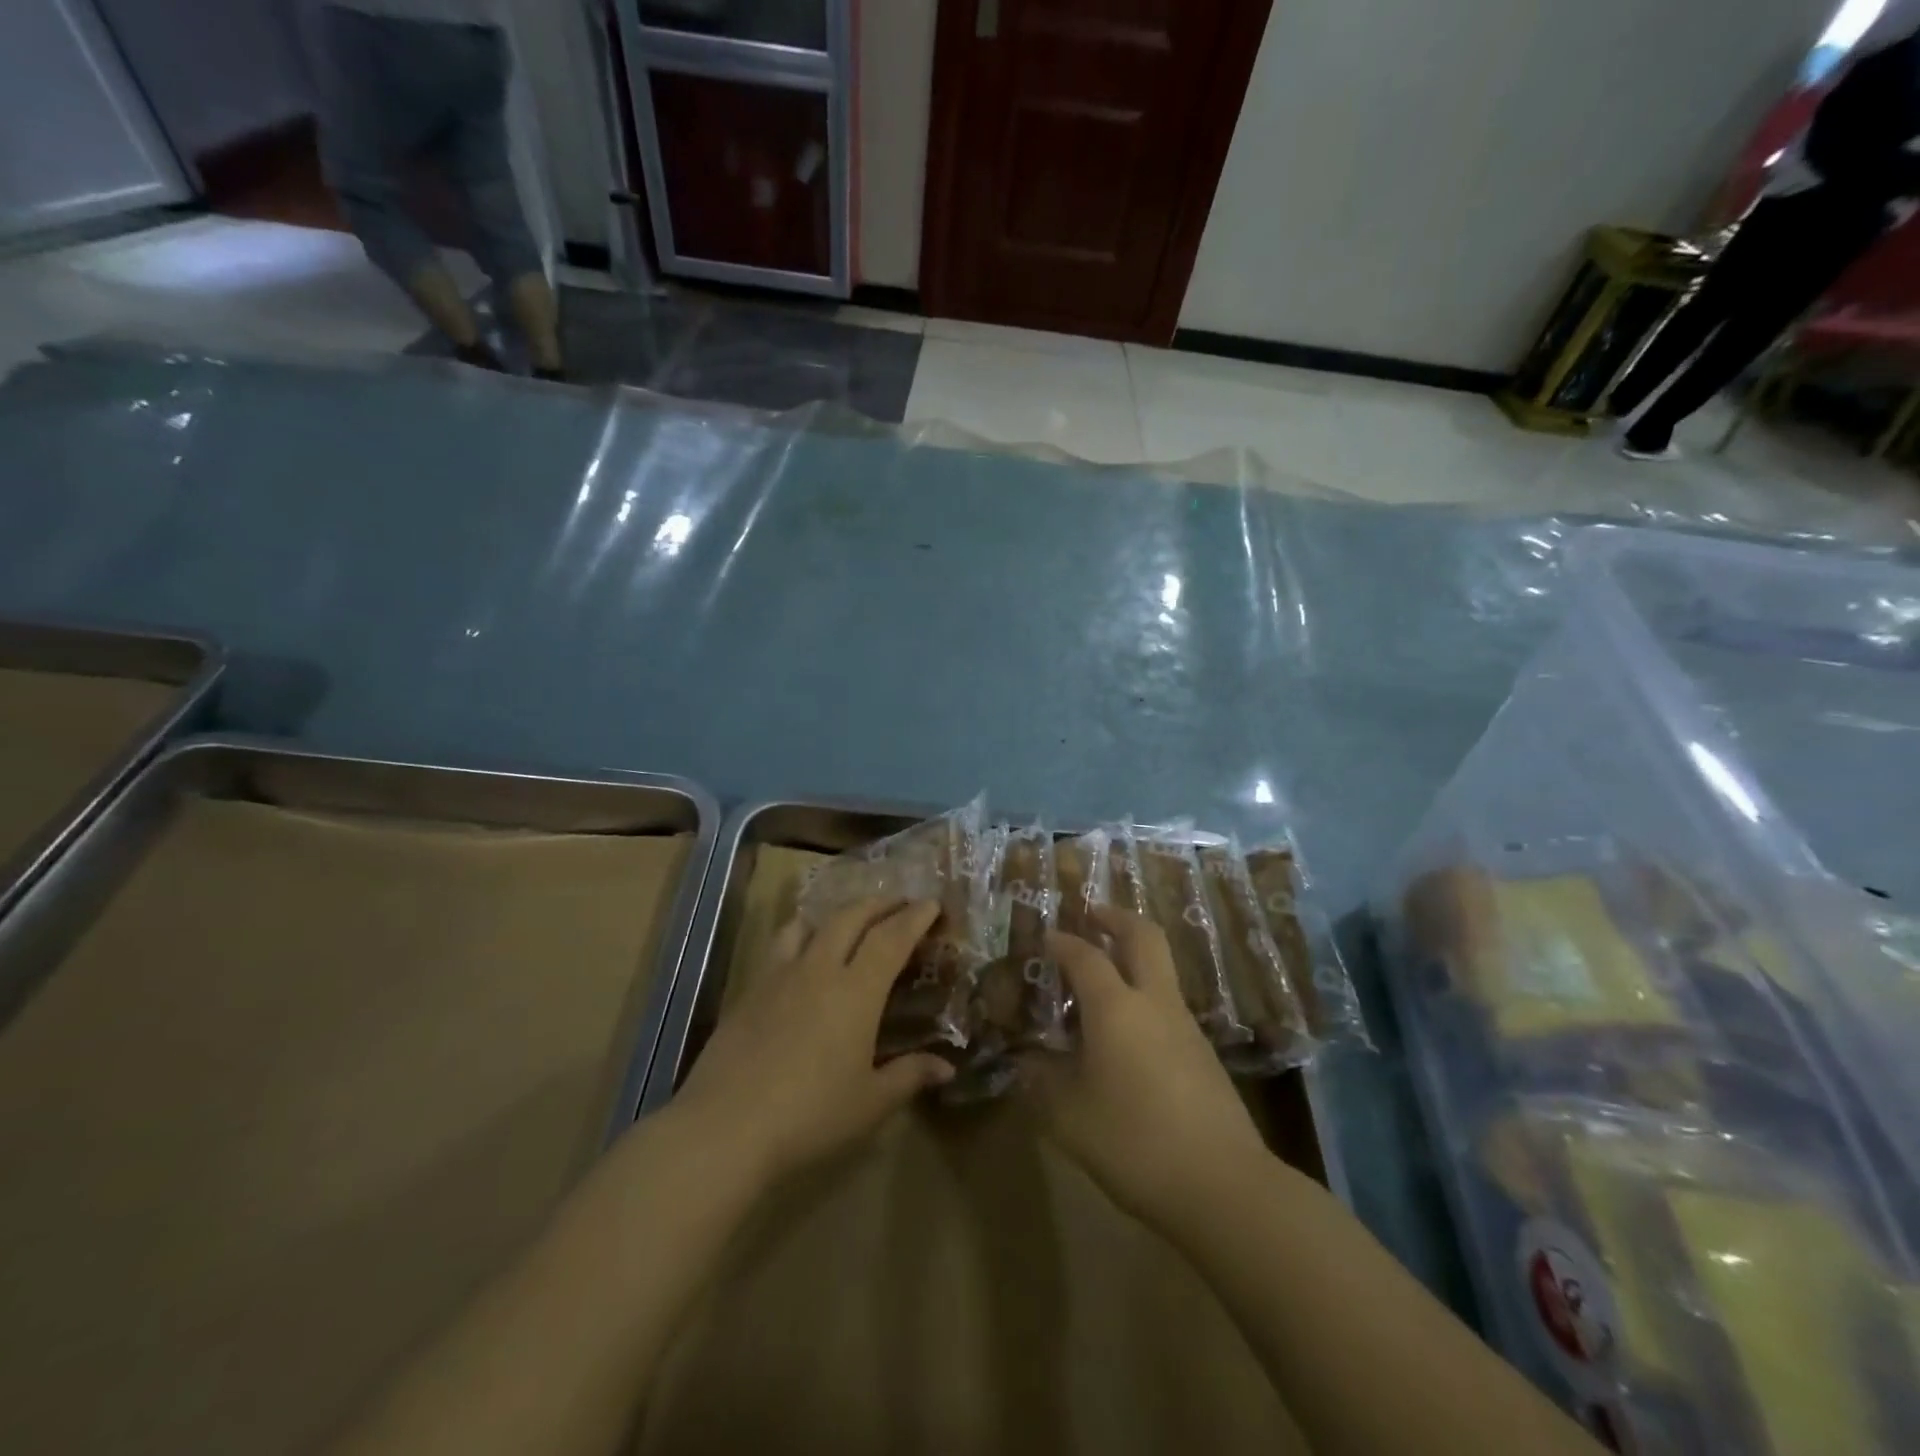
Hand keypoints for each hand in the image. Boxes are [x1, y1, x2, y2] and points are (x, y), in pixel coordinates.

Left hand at [675, 897, 954, 1184]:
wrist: (725, 1127)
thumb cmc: (809, 1116)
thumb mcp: (870, 1103)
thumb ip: (909, 1076)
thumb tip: (947, 1067)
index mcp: (856, 991)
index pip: (891, 938)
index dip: (914, 917)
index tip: (931, 904)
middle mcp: (818, 970)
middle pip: (851, 918)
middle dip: (879, 904)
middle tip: (898, 903)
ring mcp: (779, 976)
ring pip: (809, 924)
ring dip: (836, 914)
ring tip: (847, 921)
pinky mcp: (749, 991)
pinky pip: (780, 946)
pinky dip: (801, 936)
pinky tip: (801, 959)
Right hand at [1022, 906, 1266, 1225]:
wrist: (1223, 1185)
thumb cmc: (1134, 1141)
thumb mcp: (1068, 1116)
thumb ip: (1041, 1082)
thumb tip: (1025, 1063)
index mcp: (1116, 1007)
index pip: (1084, 956)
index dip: (1062, 941)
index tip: (1045, 936)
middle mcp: (1154, 1002)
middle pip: (1143, 936)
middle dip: (1115, 917)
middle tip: (1090, 914)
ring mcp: (1185, 1025)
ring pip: (1160, 968)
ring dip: (1131, 955)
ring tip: (1100, 975)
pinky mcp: (1202, 1053)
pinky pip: (1166, 1003)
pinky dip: (1143, 993)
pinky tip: (1124, 1030)